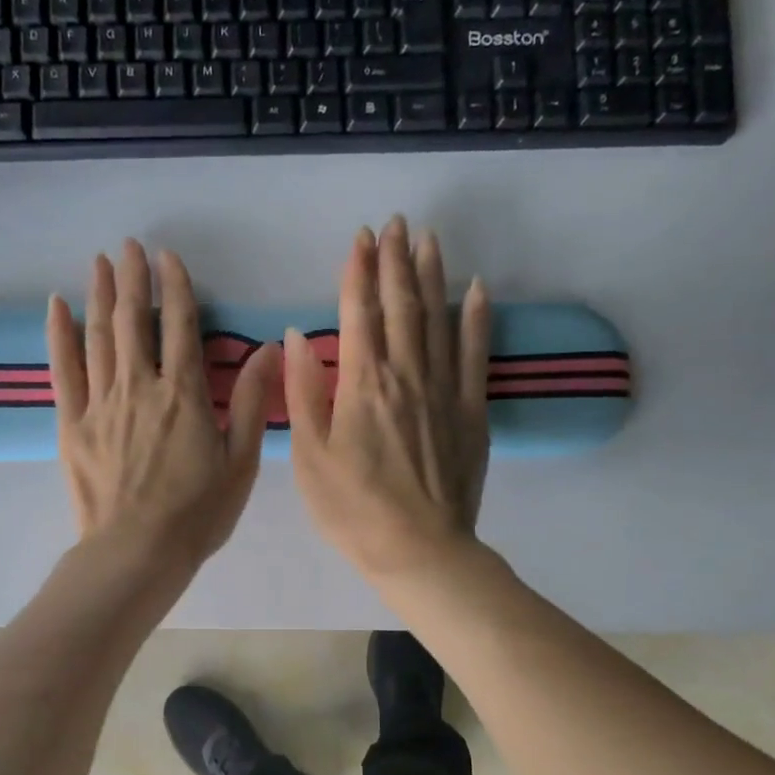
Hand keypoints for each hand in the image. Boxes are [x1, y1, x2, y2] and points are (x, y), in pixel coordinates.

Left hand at [48, 241, 278, 572]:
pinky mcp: (72, 424)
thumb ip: (250, 402)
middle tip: (128, 246)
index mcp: (183, 395)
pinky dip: (59, 336)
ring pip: (99, 337)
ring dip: (99, 296)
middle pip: (133, 321)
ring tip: (99, 262)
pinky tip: (57, 306)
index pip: (179, 326)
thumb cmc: (197, 514)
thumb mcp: (240, 462)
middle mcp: (140, 387)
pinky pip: (63, 371)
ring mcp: (101, 404)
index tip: (168, 256)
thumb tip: (269, 349)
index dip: (175, 287)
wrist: (136, 553)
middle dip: (132, 279)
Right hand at [286, 217, 490, 580]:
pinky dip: (476, 319)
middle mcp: (406, 375)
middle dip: (396, 261)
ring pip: (438, 320)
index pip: (359, 313)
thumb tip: (298, 336)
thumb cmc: (352, 508)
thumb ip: (303, 392)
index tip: (360, 237)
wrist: (418, 550)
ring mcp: (445, 391)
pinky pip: (476, 355)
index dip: (358, 272)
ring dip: (432, 276)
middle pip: (402, 306)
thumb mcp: (309, 456)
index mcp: (362, 384)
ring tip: (428, 239)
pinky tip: (476, 290)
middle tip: (396, 223)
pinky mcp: (472, 412)